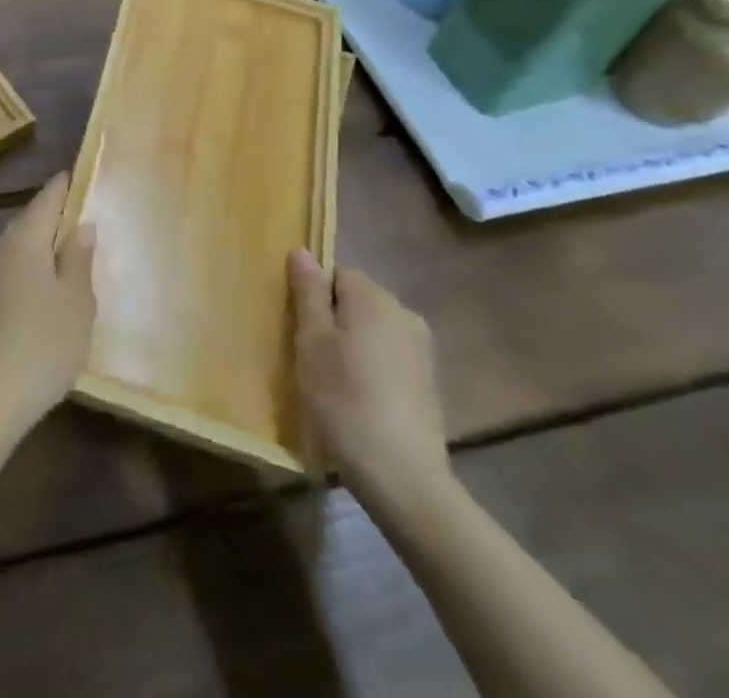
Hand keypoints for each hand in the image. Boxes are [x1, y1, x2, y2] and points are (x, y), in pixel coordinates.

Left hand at [0, 174, 96, 427]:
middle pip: (28, 221)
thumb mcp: (76, 302)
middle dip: (51, 217)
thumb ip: (79, 259)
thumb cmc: (43, 343)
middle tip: (78, 218)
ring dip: (37, 245)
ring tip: (63, 254)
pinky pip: (6, 271)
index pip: (46, 199)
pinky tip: (38, 289)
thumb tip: (81, 226)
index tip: (78, 176)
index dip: (64, 187)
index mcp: (24, 240)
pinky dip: (25, 269)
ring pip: (15, 247)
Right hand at [289, 249, 450, 507]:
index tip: (300, 331)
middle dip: (332, 321)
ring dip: (352, 348)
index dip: (313, 298)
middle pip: (356, 302)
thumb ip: (308, 293)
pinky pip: (389, 359)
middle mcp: (403, 313)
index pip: (336, 274)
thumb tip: (303, 251)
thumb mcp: (312, 341)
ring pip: (372, 332)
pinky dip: (371, 371)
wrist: (403, 477)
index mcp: (374, 297)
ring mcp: (421, 350)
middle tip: (309, 358)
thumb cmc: (344, 399)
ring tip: (331, 385)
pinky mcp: (428, 384)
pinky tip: (358, 403)